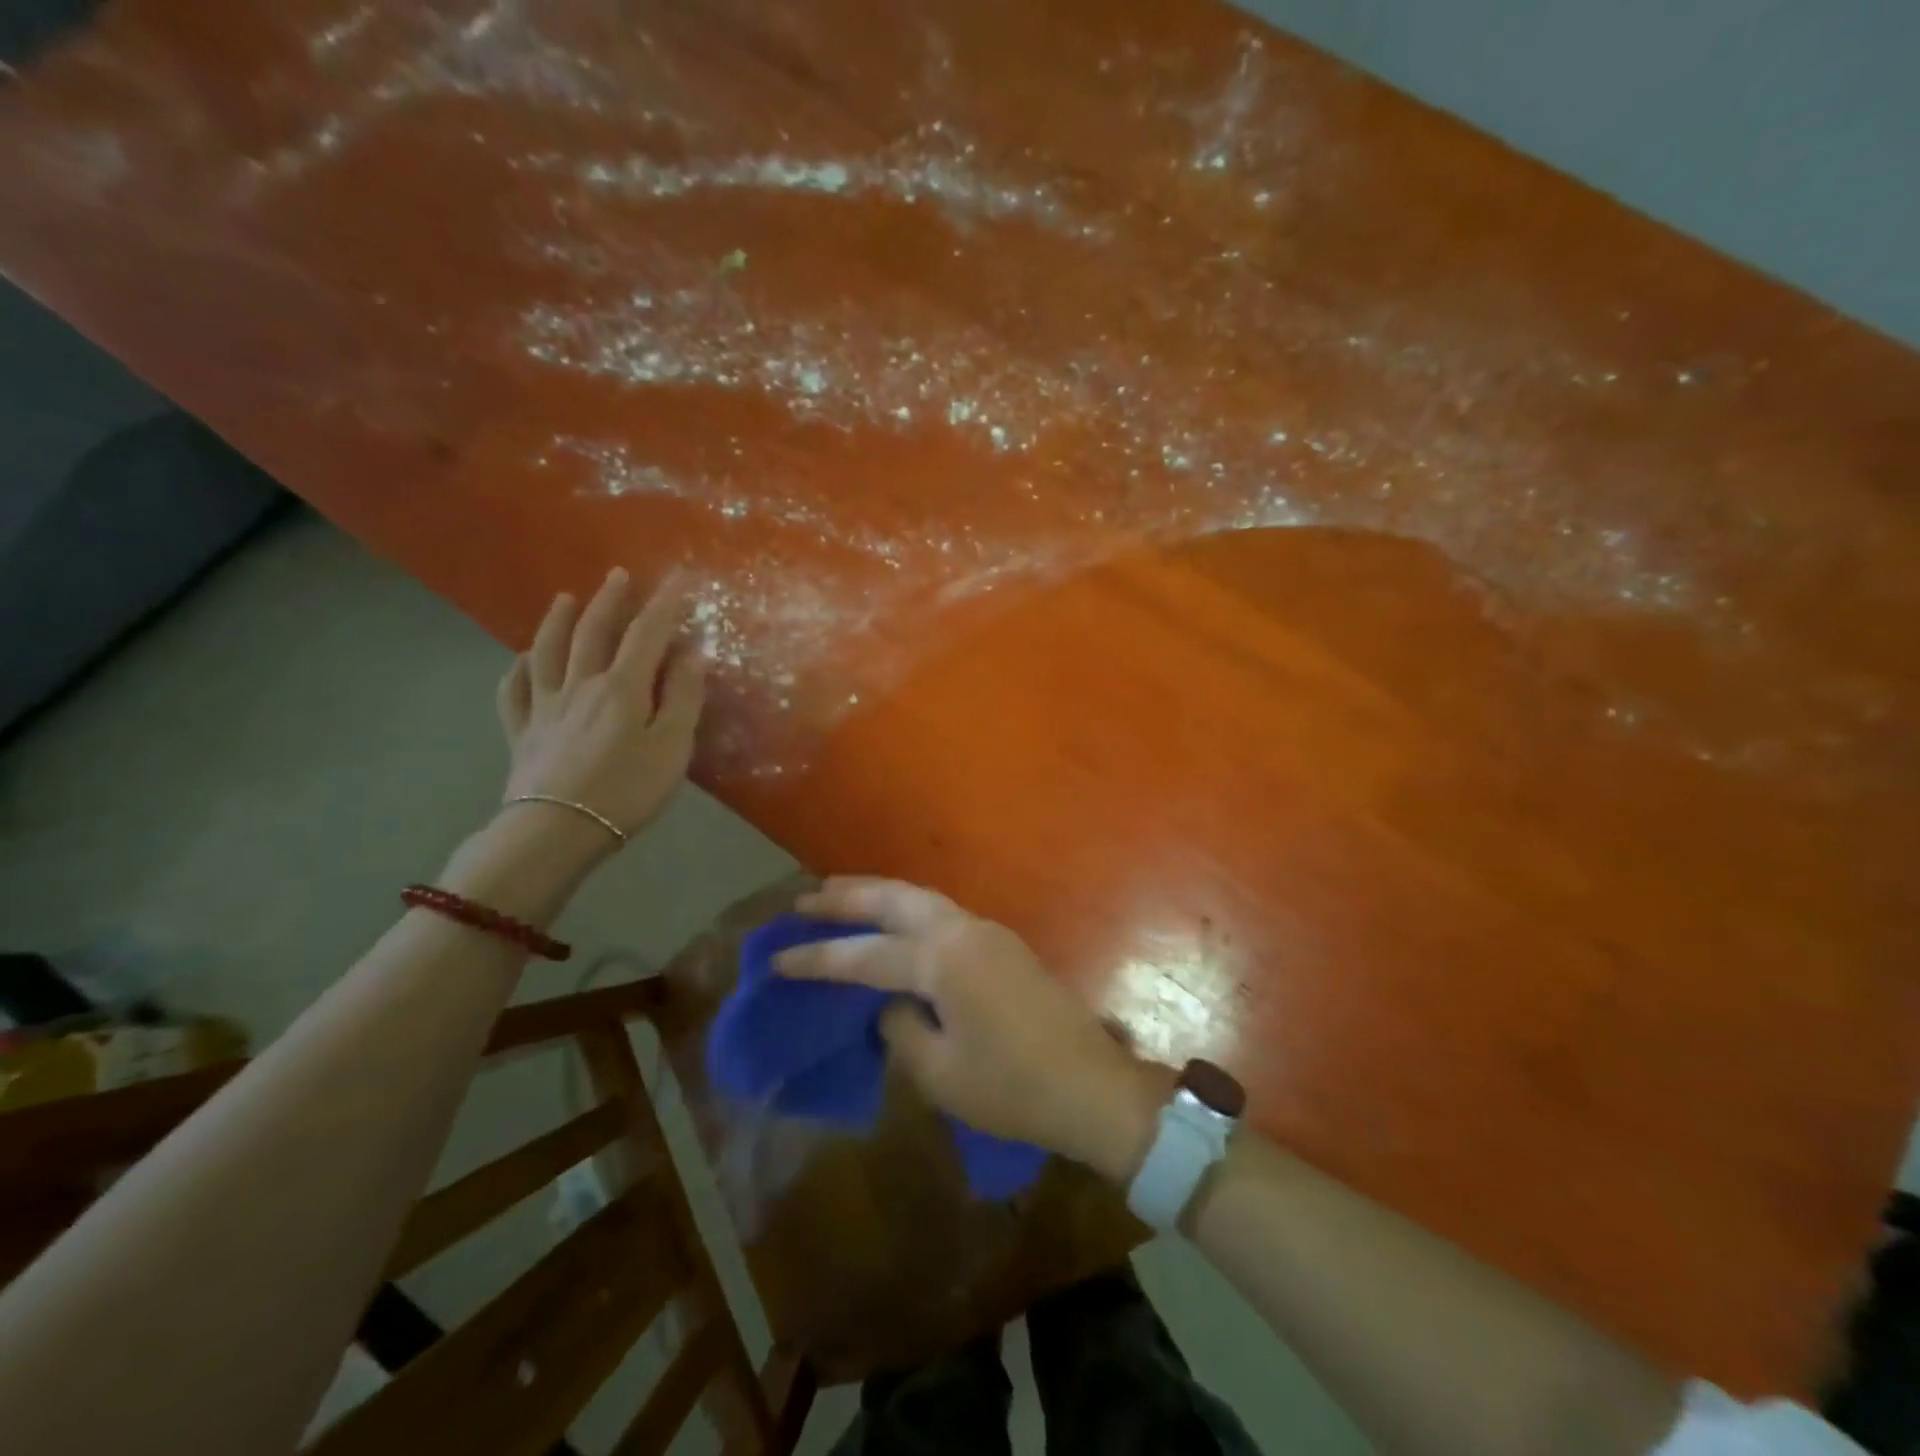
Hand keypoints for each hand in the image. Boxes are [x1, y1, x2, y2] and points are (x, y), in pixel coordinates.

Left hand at [495, 569, 705, 847]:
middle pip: (593, 632)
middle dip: (610, 601)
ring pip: (548, 652)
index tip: (676, 578)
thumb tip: (692, 652)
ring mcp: (545, 708)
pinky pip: (513, 692)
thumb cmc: (627, 790)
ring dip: (557, 621)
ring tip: (565, 598)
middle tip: (618, 575)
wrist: (557, 831)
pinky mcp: (522, 733)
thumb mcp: (672, 745)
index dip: (663, 604)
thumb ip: (683, 696)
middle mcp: (580, 685)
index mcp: (621, 687)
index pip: (646, 634)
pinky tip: (522, 659)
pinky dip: (517, 669)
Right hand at [775, 878, 1168, 1184]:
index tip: (777, 958)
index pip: (864, 955)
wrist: (1091, 1087)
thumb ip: (901, 1028)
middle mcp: (963, 930)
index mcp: (942, 960)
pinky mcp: (1002, 944)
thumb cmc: (1012, 1088)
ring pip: (921, 898)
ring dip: (879, 895)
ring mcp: (987, 932)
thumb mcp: (940, 1072)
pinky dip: (908, 909)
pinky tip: (893, 922)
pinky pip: (942, 912)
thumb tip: (890, 1002)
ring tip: (840, 895)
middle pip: (894, 901)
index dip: (817, 959)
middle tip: (805, 900)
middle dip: (847, 897)